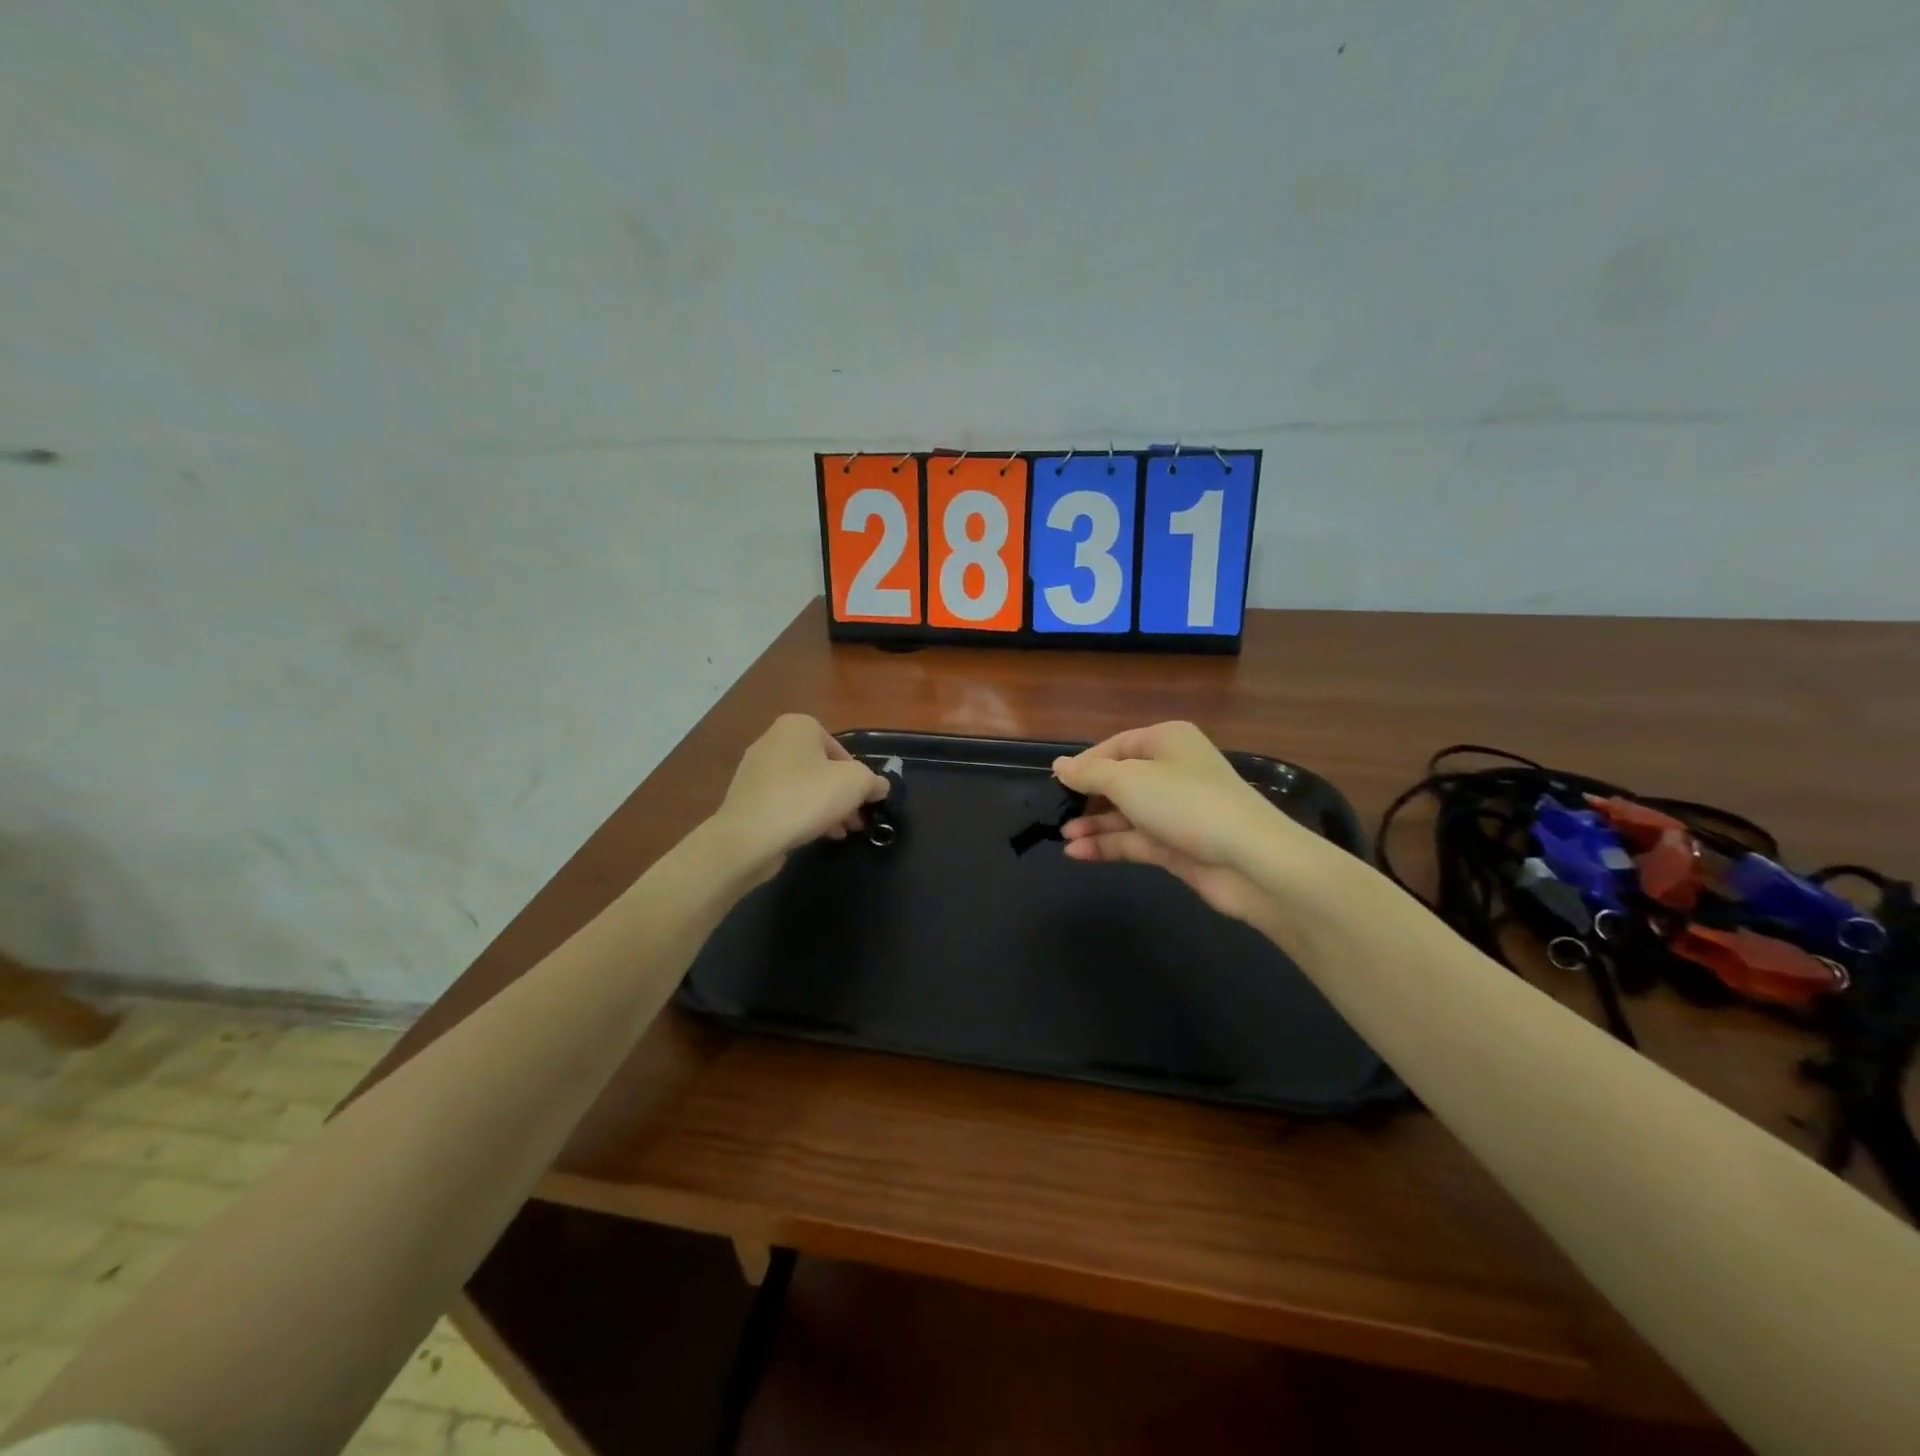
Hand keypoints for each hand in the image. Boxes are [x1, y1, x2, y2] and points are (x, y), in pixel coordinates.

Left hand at [711, 714, 887, 879]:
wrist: (749, 836)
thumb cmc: (806, 798)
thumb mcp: (856, 784)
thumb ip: (873, 781)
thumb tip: (879, 786)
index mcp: (798, 726)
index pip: (840, 749)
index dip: (857, 777)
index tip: (864, 801)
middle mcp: (773, 740)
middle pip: (821, 768)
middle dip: (841, 794)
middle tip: (856, 820)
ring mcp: (755, 769)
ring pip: (803, 786)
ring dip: (825, 807)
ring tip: (839, 833)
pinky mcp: (746, 797)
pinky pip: (783, 801)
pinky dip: (801, 814)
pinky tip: (814, 835)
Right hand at [1053, 722, 1311, 936]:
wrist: (1250, 860)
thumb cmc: (1185, 803)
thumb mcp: (1129, 780)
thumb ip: (1089, 773)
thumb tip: (1059, 765)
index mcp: (1166, 741)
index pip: (1115, 746)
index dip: (1084, 763)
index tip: (1055, 782)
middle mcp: (1172, 771)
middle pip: (1120, 780)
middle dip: (1088, 797)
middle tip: (1055, 811)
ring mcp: (1175, 810)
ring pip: (1125, 813)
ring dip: (1094, 824)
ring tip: (1062, 836)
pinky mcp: (1176, 845)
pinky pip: (1134, 840)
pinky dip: (1108, 845)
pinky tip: (1077, 852)